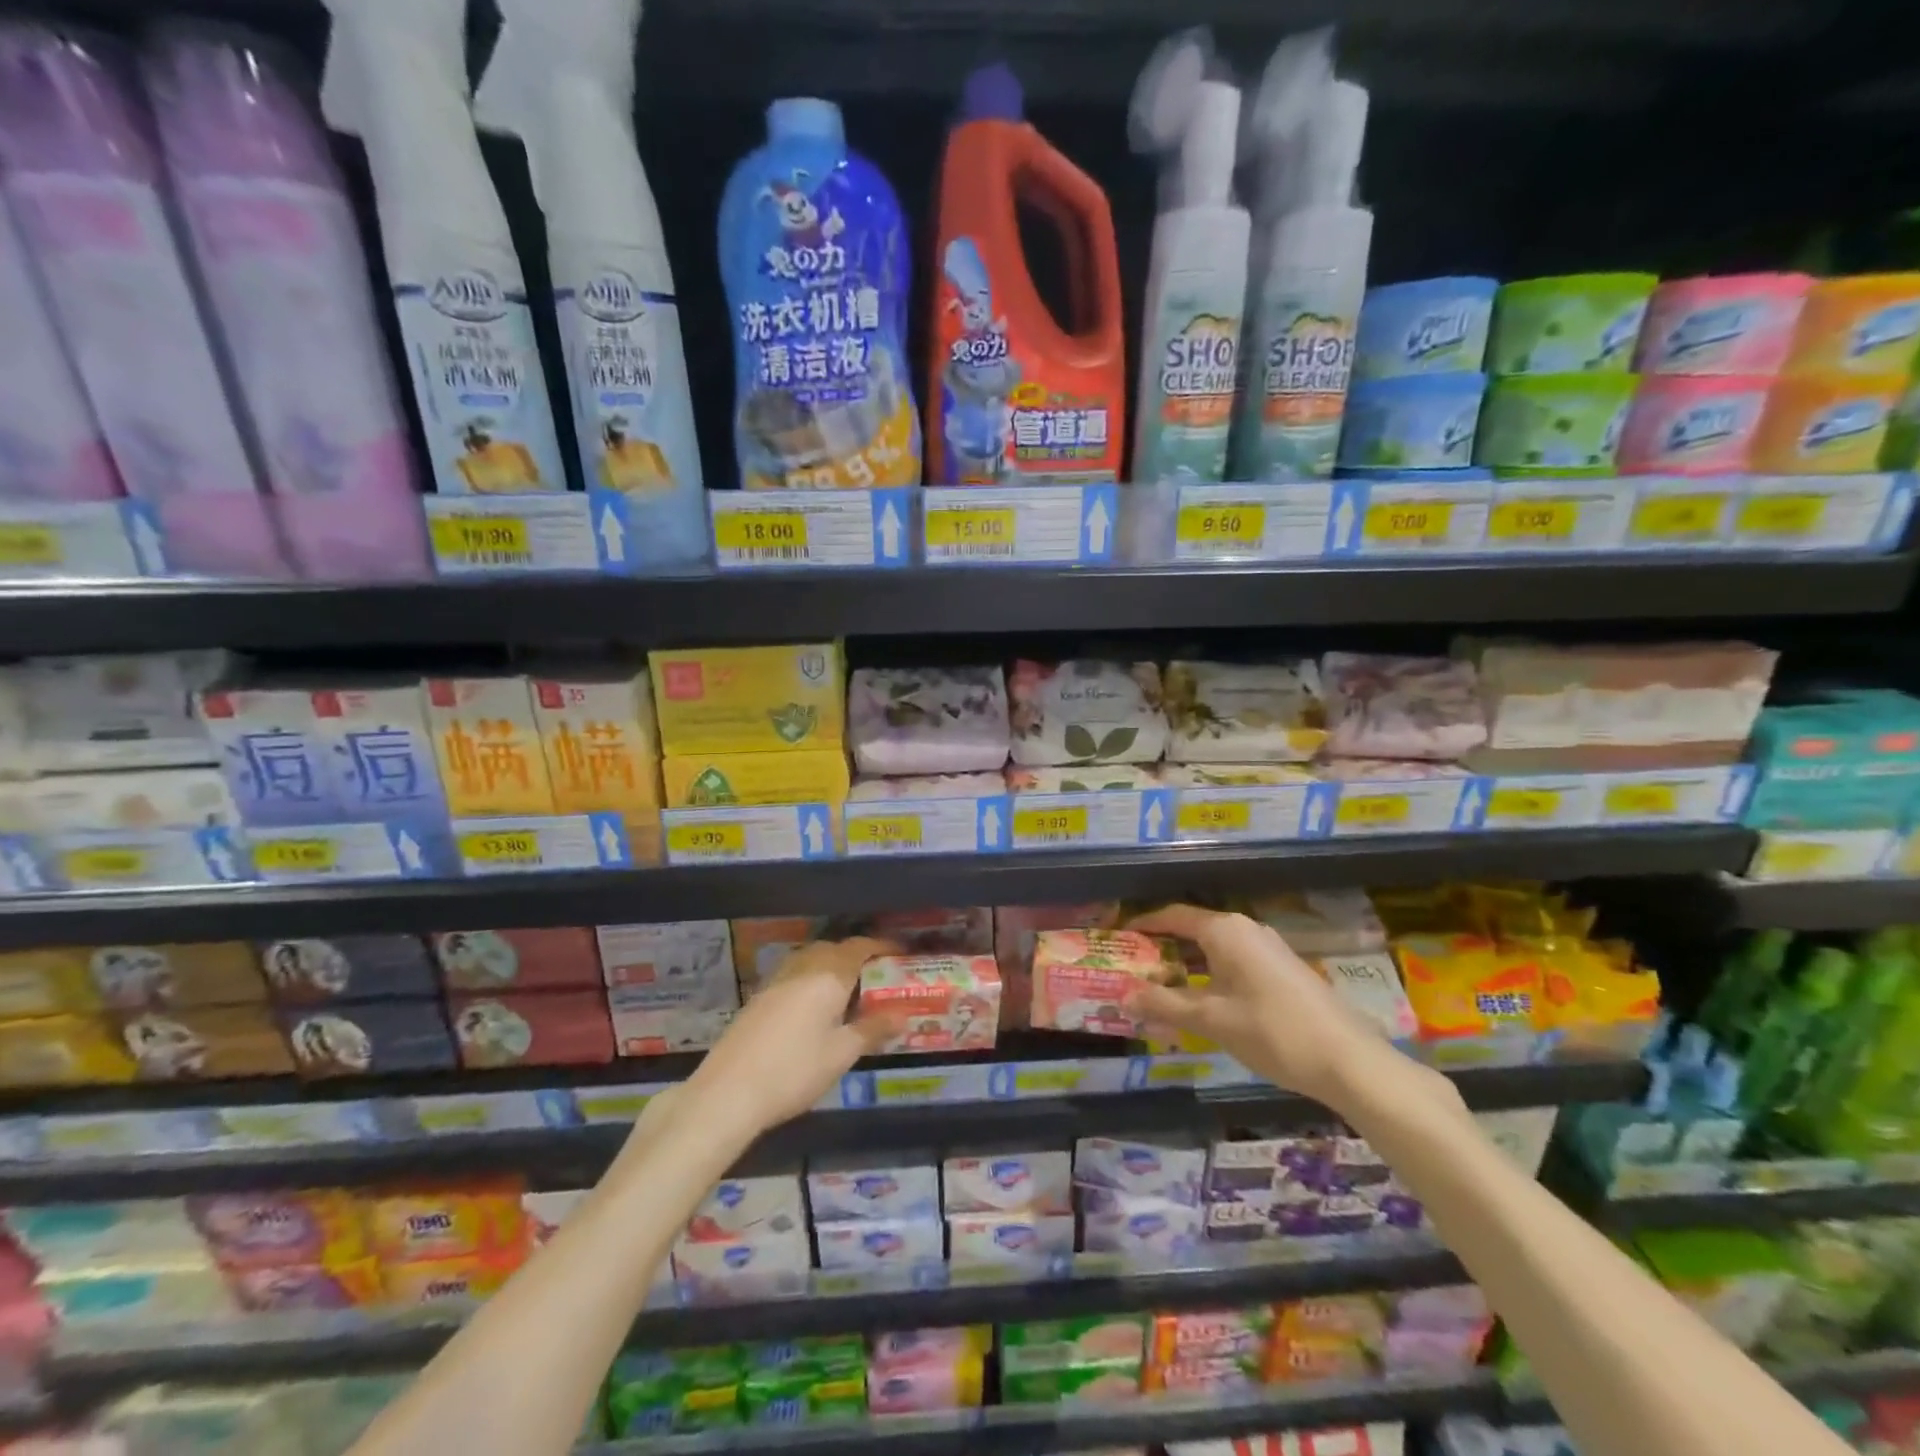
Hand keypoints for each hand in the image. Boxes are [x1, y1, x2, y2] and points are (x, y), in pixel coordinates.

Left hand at [682, 937, 899, 1140]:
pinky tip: (814, 1007)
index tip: (900, 953)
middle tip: (876, 975)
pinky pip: (794, 974)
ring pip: (810, 959)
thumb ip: (872, 1029)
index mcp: (828, 976)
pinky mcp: (758, 998)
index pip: (859, 947)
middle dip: (856, 955)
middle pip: (833, 949)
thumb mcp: (841, 1054)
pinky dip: (811, 979)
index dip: (882, 946)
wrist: (727, 1093)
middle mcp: (802, 968)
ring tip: (848, 991)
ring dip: (831, 965)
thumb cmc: (794, 1072)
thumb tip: (902, 1015)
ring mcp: (776, 982)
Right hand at [1127, 905, 1389, 1110]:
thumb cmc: (1273, 1032)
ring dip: (1186, 966)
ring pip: (1214, 949)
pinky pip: (1234, 963)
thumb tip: (1124, 996)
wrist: (1351, 1061)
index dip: (1143, 925)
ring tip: (1160, 990)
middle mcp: (1246, 930)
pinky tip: (1203, 1003)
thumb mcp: (1212, 1020)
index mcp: (1225, 930)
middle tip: (1133, 970)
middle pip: (1192, 930)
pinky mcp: (1283, 971)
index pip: (1173, 915)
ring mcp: (1268, 949)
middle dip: (1162, 949)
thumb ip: (1165, 1005)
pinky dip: (1210, 976)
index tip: (1118, 938)